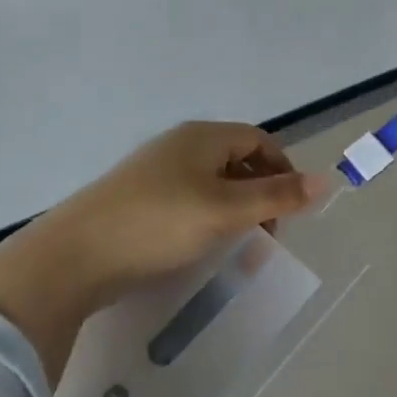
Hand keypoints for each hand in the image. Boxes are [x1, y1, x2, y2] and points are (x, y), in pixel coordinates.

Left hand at [0, 122, 323, 385]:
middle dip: (259, 195)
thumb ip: (277, 196)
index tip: (289, 211)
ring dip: (233, 211)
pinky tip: (196, 248)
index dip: (282, 171)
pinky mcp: (135, 199)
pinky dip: (204, 220)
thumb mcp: (226, 211)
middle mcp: (179, 146)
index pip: (259, 141)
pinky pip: (186, 201)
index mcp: (203, 137)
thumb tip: (327, 180)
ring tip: (234, 248)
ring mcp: (153, 172)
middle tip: (264, 236)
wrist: (70, 259)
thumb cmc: (158, 225)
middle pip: (237, 161)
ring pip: (211, 184)